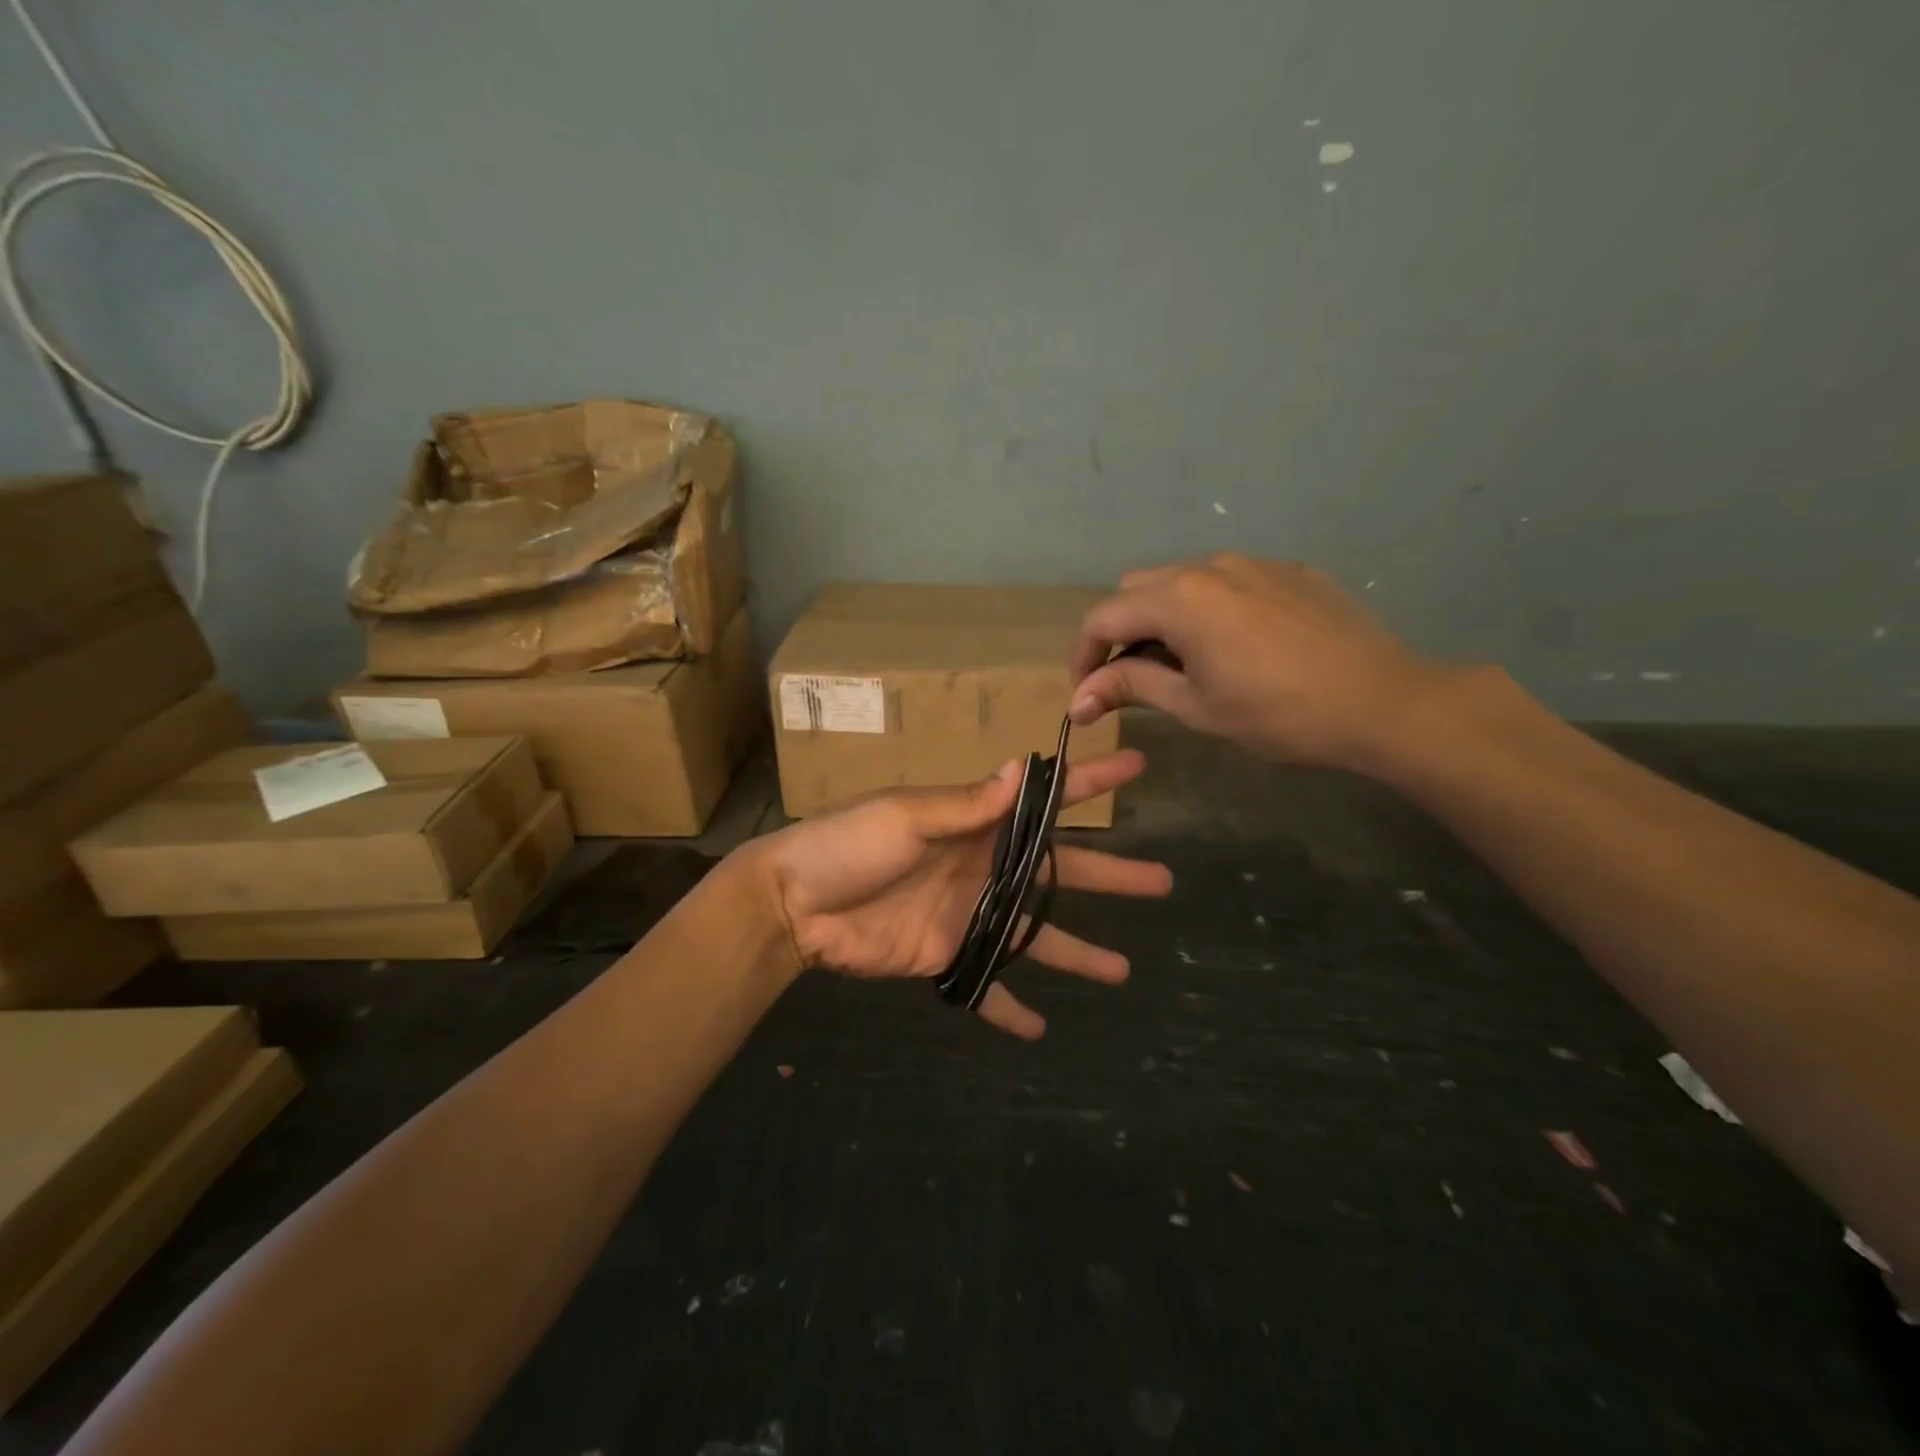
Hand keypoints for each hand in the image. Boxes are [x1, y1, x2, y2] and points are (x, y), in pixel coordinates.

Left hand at [746, 751, 1171, 1038]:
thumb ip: (965, 804)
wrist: (794, 902)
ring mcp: (968, 915)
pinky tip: (1038, 1029)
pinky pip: (985, 986)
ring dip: (1077, 951)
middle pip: (1059, 872)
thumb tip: (1022, 768)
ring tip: (1124, 972)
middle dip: (1109, 874)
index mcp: (975, 824)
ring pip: (1036, 933)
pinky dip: (1007, 1007)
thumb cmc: (849, 845)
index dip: (1089, 783)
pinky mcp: (945, 956)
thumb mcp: (906, 816)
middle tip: (1161, 881)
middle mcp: (982, 867)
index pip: (1044, 801)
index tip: (1135, 767)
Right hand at [1067, 554, 1449, 770]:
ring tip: (1187, 665)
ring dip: (1166, 619)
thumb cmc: (1278, 713)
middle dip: (1123, 633)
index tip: (1087, 695)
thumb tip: (1078, 699)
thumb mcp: (1195, 706)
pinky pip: (1229, 583)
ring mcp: (1255, 563)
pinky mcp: (1290, 572)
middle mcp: (1210, 566)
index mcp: (1179, 598)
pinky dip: (1211, 610)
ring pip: (1184, 582)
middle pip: (1138, 590)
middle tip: (1135, 680)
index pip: (1103, 617)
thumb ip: (1131, 688)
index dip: (1084, 657)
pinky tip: (1238, 648)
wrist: (1384, 703)